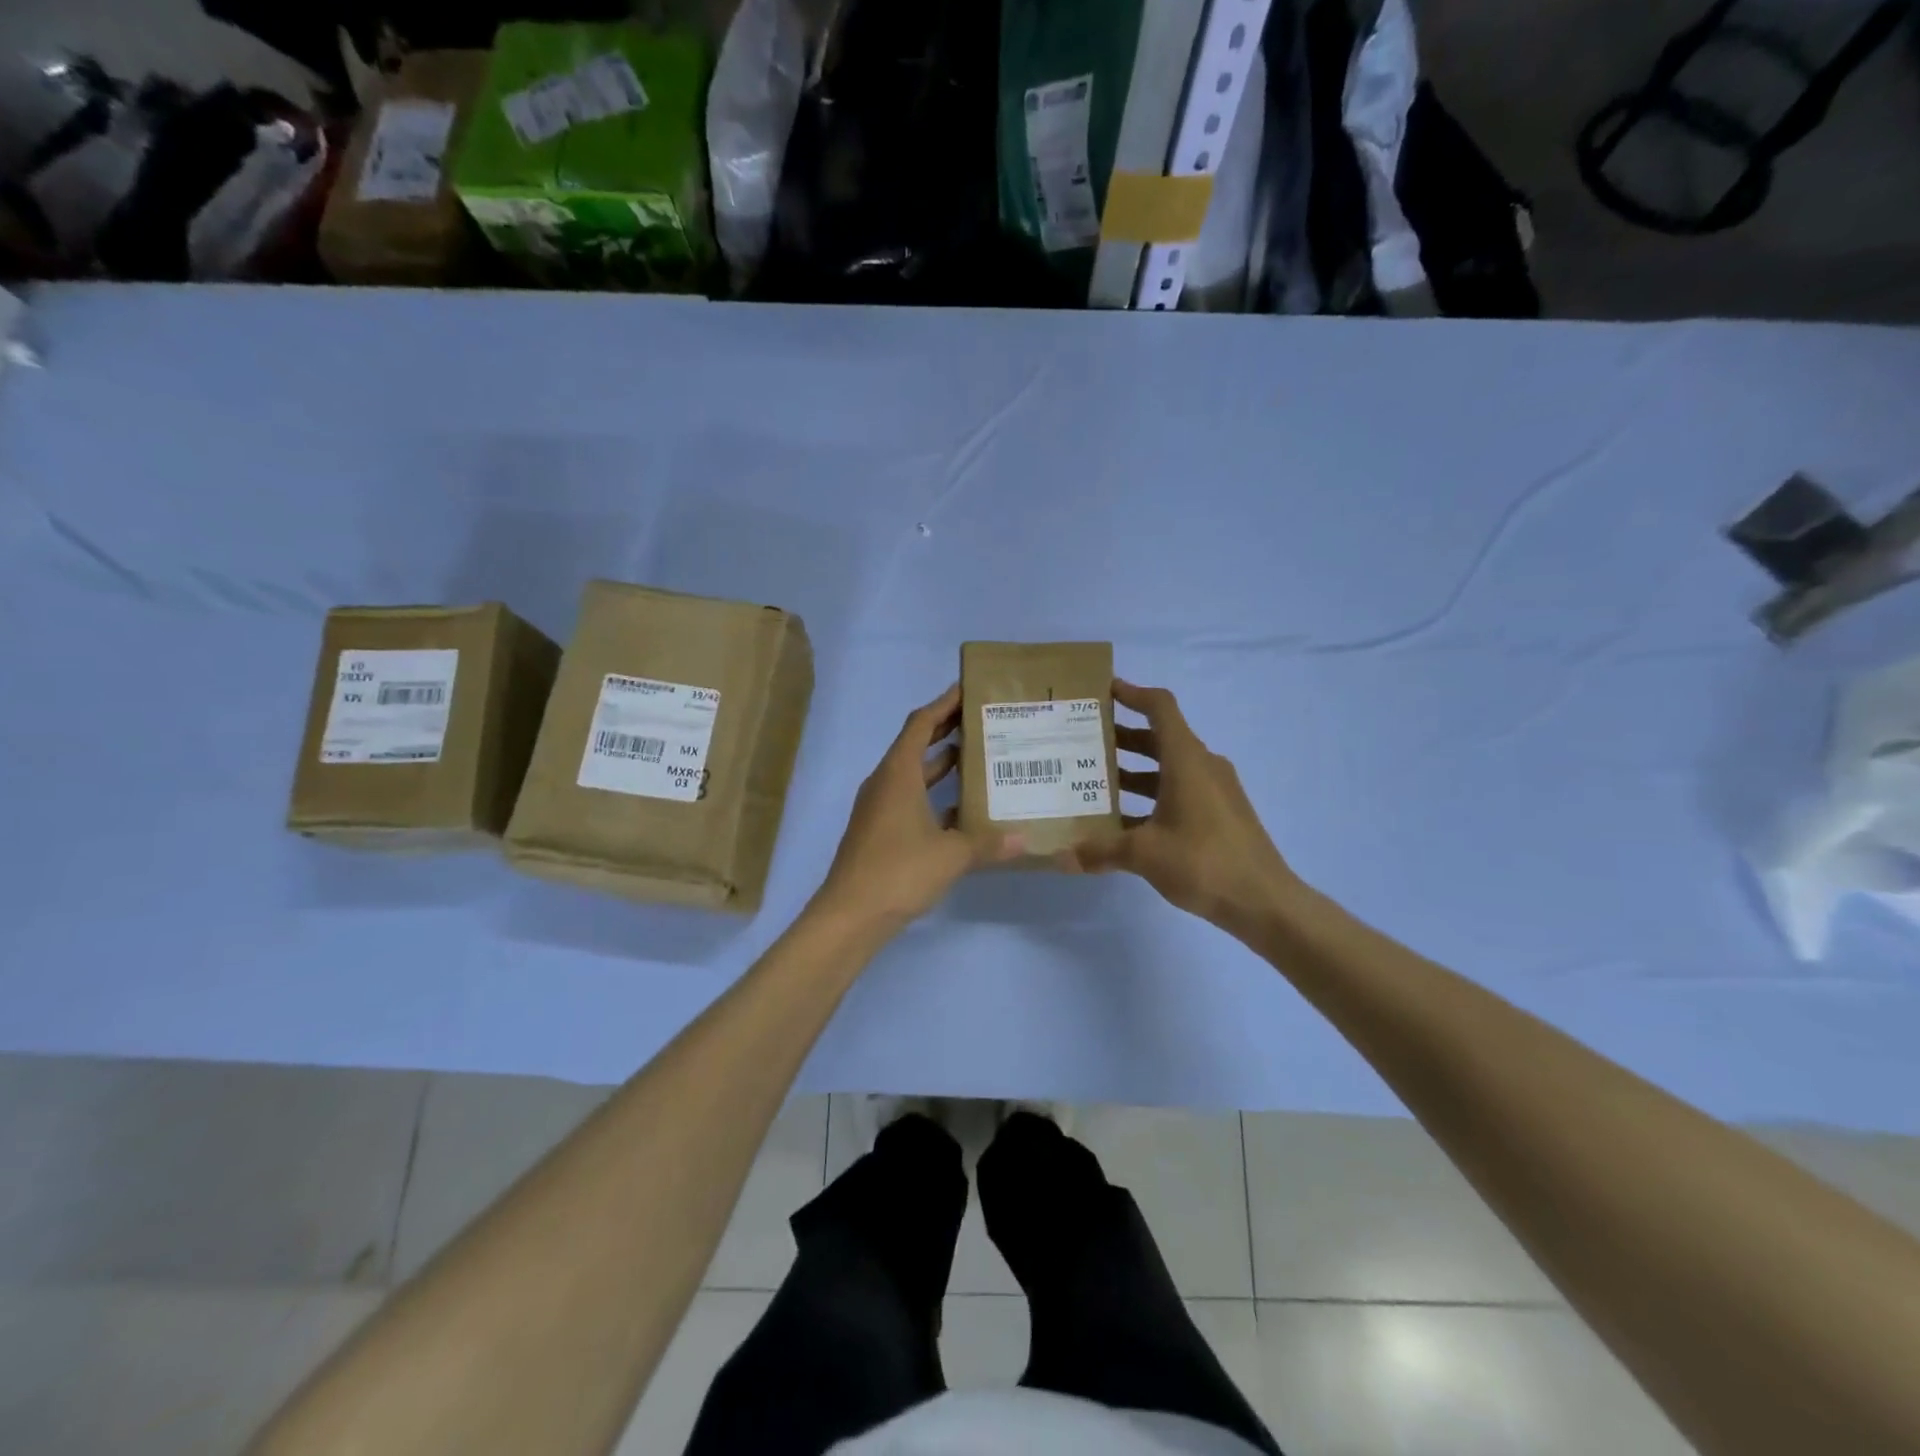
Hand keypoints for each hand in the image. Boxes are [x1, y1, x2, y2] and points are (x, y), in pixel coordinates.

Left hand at [817, 684, 1024, 927]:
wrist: (850, 914)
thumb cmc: (899, 871)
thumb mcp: (952, 855)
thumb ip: (989, 843)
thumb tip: (1025, 839)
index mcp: (898, 773)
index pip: (921, 723)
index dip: (944, 703)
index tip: (968, 689)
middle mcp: (885, 782)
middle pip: (916, 743)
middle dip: (946, 728)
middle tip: (982, 718)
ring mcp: (879, 807)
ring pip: (914, 773)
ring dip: (942, 763)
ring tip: (979, 756)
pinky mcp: (879, 830)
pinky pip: (910, 799)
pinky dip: (934, 795)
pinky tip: (962, 808)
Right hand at [1057, 679, 1299, 935]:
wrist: (1264, 902)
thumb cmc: (1203, 862)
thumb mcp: (1144, 854)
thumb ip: (1100, 851)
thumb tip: (1060, 857)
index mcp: (1186, 760)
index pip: (1160, 707)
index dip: (1132, 693)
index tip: (1102, 692)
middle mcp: (1202, 766)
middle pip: (1159, 736)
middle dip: (1122, 736)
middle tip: (1084, 741)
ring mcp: (1215, 790)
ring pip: (1168, 766)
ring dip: (1134, 769)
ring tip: (1095, 779)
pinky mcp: (1219, 814)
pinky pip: (1179, 791)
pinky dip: (1151, 795)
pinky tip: (1124, 820)